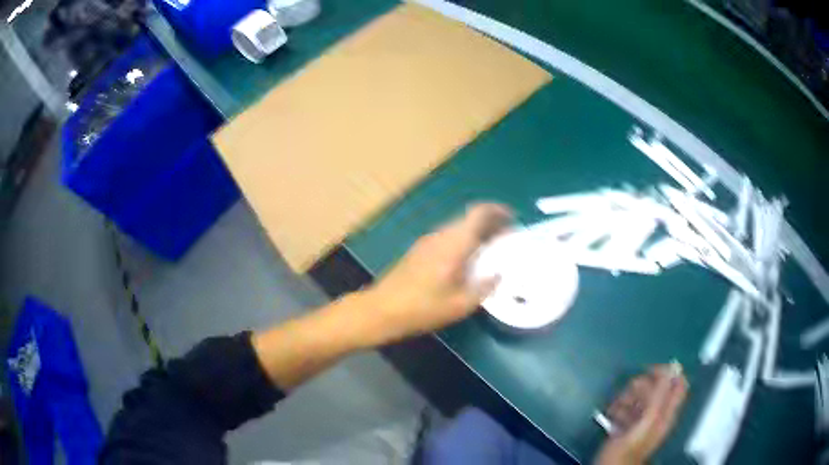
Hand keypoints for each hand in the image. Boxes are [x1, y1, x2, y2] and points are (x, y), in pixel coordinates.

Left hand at [361, 203, 511, 345]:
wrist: (381, 310)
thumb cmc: (422, 308)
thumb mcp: (459, 305)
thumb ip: (483, 287)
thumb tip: (497, 274)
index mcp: (453, 243)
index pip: (478, 214)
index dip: (498, 211)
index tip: (512, 218)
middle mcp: (440, 235)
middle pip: (469, 218)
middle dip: (490, 223)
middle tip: (506, 237)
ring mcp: (427, 241)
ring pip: (457, 228)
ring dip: (475, 232)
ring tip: (490, 249)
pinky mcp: (418, 250)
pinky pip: (447, 237)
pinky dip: (462, 241)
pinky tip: (466, 260)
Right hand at [596, 364, 687, 464]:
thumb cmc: (629, 447)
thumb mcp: (647, 421)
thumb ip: (660, 396)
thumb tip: (672, 368)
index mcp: (668, 412)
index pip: (679, 383)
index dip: (668, 373)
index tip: (651, 371)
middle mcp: (658, 414)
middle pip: (655, 388)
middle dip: (640, 387)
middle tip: (628, 395)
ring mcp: (642, 420)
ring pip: (639, 397)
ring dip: (625, 398)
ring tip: (615, 408)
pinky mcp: (628, 425)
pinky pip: (626, 408)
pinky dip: (618, 408)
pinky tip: (611, 415)